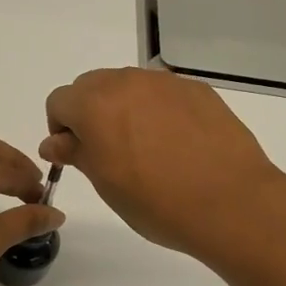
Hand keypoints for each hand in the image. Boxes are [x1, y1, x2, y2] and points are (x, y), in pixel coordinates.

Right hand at [42, 68, 285, 262]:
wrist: (230, 202)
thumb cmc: (157, 202)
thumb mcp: (106, 184)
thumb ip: (77, 153)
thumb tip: (54, 141)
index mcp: (95, 104)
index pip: (59, 102)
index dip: (61, 129)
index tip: (77, 155)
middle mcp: (127, 82)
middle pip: (92, 86)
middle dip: (90, 113)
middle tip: (108, 152)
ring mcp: (166, 83)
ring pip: (129, 86)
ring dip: (124, 109)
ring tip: (146, 150)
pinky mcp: (197, 91)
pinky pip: (163, 94)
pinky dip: (158, 111)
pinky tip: (177, 145)